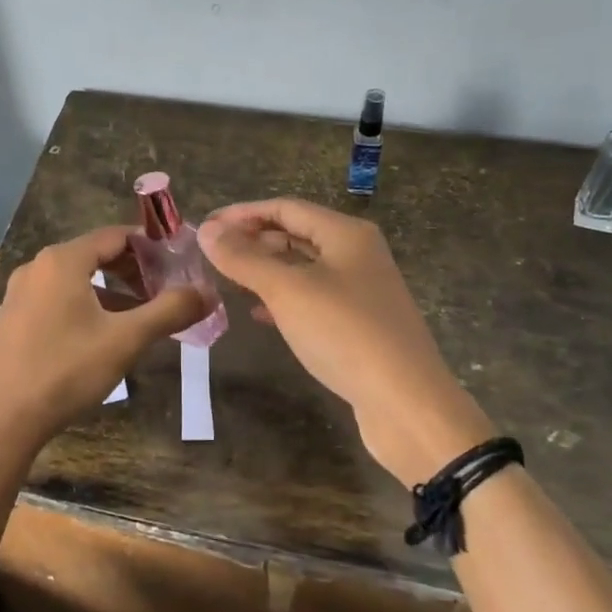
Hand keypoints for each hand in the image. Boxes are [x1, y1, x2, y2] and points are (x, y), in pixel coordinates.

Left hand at [0, 225, 205, 456]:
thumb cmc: (65, 371)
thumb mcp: (125, 340)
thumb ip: (169, 311)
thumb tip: (207, 293)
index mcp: (63, 260)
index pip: (116, 236)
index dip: (151, 246)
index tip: (179, 264)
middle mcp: (37, 267)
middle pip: (95, 255)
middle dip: (134, 271)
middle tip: (165, 292)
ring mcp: (19, 294)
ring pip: (76, 281)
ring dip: (112, 292)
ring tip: (141, 317)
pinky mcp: (12, 321)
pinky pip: (57, 300)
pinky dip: (86, 307)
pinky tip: (102, 337)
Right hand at [198, 199, 491, 485]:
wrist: (406, 403)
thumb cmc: (345, 334)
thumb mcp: (287, 291)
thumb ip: (245, 259)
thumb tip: (206, 230)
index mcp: (346, 234)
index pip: (286, 208)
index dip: (242, 214)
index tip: (204, 227)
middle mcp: (357, 255)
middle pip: (296, 234)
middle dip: (253, 240)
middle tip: (212, 254)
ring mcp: (361, 291)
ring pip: (304, 268)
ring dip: (266, 270)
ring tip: (229, 279)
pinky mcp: (360, 325)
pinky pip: (313, 299)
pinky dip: (283, 300)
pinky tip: (259, 315)